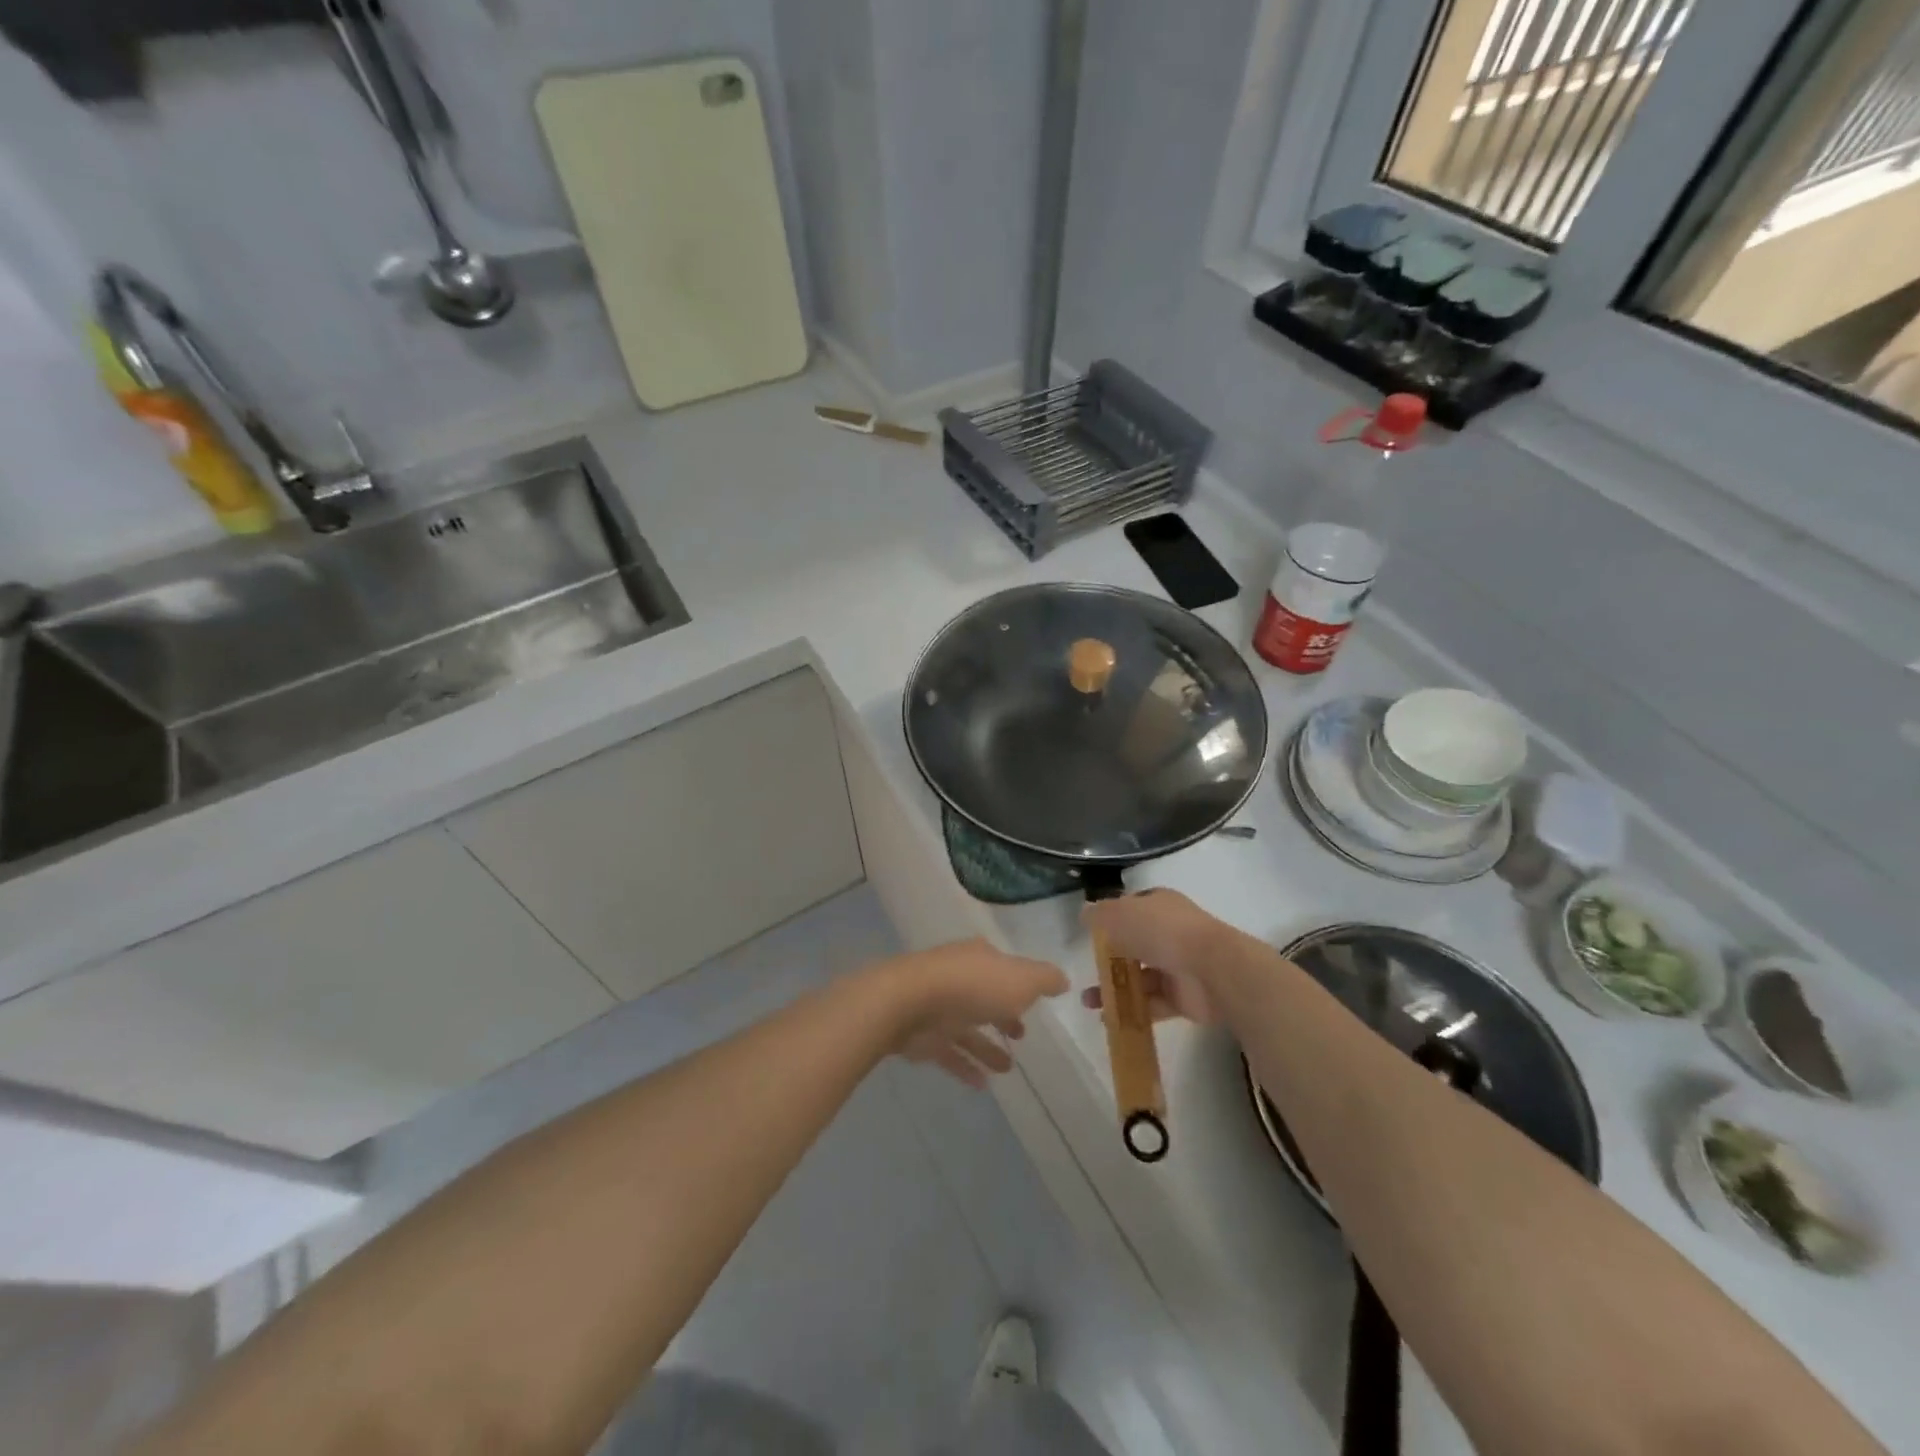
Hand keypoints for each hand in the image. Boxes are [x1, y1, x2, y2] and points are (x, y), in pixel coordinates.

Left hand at [865, 940, 1069, 1089]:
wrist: (910, 1002)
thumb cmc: (973, 986)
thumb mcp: (1021, 979)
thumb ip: (1044, 979)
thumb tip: (1063, 979)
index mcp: (980, 958)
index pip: (1004, 968)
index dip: (1020, 985)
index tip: (1034, 1005)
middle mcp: (959, 977)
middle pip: (984, 996)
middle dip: (1002, 1015)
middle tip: (1021, 1034)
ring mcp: (937, 1005)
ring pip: (967, 1028)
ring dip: (987, 1047)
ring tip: (1008, 1069)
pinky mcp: (922, 1034)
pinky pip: (949, 1052)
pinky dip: (965, 1066)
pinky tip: (982, 1085)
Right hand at [1080, 890, 1227, 1024]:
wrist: (1209, 969)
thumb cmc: (1161, 931)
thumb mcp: (1118, 914)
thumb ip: (1098, 915)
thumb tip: (1085, 913)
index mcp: (1158, 905)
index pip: (1131, 908)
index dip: (1111, 919)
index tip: (1092, 935)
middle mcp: (1170, 932)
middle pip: (1135, 944)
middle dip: (1110, 959)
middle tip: (1087, 971)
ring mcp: (1178, 965)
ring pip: (1141, 977)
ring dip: (1115, 988)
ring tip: (1089, 1002)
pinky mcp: (1184, 997)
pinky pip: (1152, 1004)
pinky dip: (1131, 1011)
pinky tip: (1107, 1018)